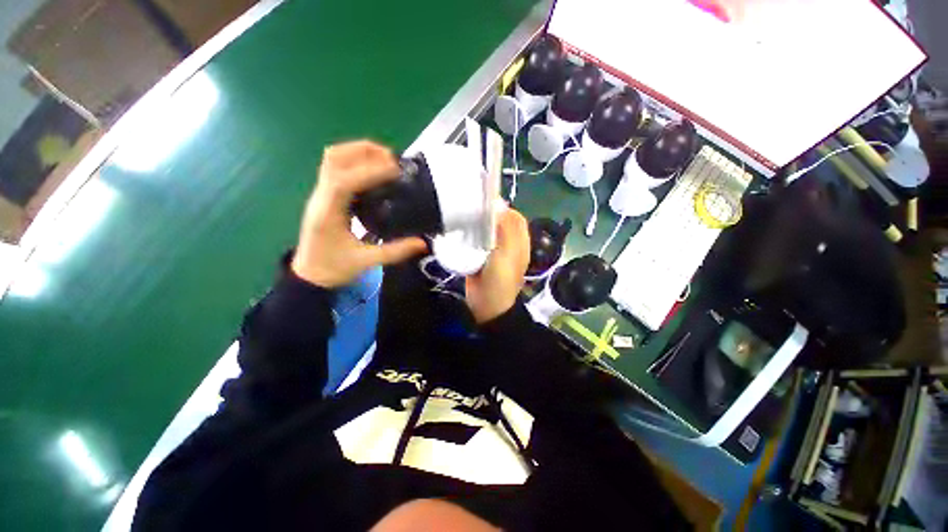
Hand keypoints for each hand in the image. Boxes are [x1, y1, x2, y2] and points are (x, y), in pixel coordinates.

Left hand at [292, 140, 427, 287]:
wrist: (309, 276)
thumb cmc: (334, 269)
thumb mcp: (367, 262)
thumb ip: (396, 251)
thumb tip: (423, 243)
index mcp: (328, 213)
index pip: (344, 181)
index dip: (370, 171)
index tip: (395, 170)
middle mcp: (321, 197)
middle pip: (334, 158)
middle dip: (363, 151)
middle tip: (392, 159)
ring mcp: (321, 194)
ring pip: (333, 159)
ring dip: (358, 152)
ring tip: (385, 160)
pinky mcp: (326, 196)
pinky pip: (337, 168)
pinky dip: (357, 162)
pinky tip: (375, 172)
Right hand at [466, 208, 530, 323]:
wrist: (486, 307)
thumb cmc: (500, 281)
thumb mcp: (507, 254)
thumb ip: (506, 230)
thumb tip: (501, 205)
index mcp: (519, 242)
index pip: (515, 218)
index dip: (503, 208)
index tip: (486, 202)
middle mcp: (508, 244)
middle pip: (500, 223)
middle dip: (488, 214)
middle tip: (471, 207)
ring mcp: (493, 251)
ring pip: (487, 231)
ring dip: (478, 224)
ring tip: (464, 215)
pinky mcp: (480, 257)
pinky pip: (476, 241)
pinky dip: (470, 234)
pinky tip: (460, 230)